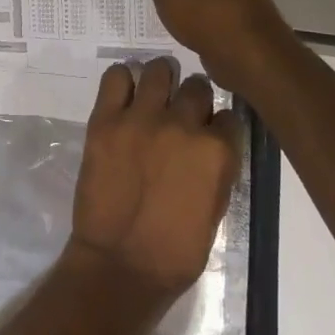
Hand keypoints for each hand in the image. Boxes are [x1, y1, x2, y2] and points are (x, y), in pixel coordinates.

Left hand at [65, 58, 242, 316]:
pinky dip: (122, 81)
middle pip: (196, 86)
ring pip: (158, 71)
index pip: (228, 115)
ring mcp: (141, 118)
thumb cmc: (175, 250)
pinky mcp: (106, 119)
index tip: (208, 132)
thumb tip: (212, 142)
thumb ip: (217, 167)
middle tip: (179, 115)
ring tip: (152, 98)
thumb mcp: (215, 208)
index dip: (217, 124)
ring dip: (159, 81)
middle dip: (192, 99)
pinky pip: (116, 77)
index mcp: (217, 151)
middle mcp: (182, 125)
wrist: (120, 264)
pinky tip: (124, 97)